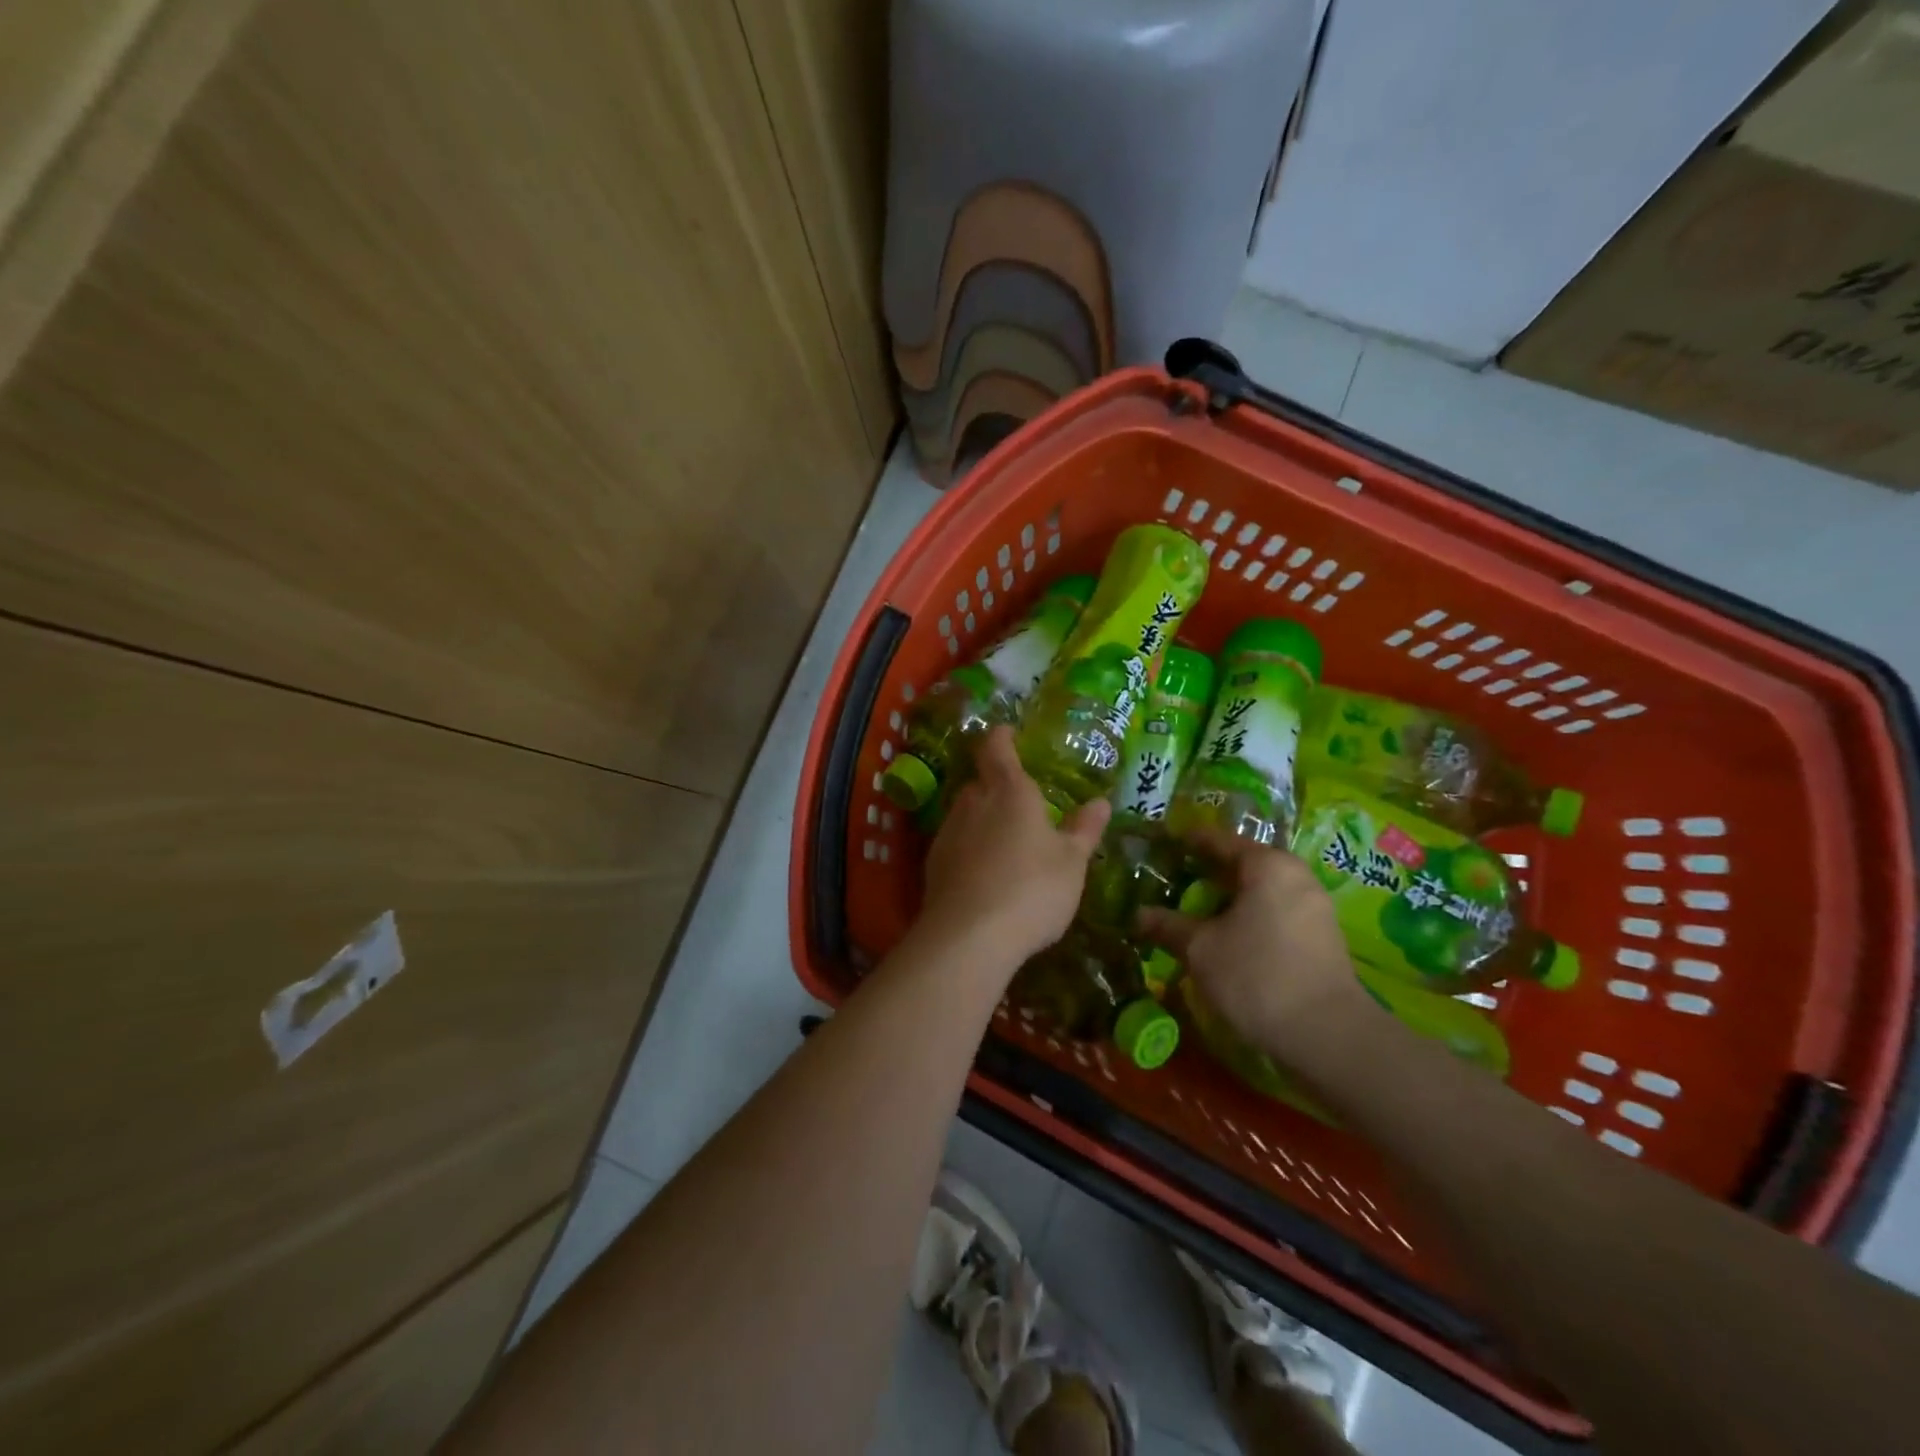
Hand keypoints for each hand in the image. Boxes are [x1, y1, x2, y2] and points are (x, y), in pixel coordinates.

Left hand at [918, 726, 1109, 969]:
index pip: (997, 749)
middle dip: (996, 787)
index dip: (1002, 738)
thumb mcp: (1071, 862)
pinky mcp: (933, 865)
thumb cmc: (1032, 889)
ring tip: (1005, 843)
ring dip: (982, 821)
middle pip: (980, 783)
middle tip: (1019, 803)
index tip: (1008, 733)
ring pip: (965, 814)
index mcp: (1010, 792)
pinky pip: (955, 844)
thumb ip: (1084, 830)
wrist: (969, 937)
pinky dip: (969, 850)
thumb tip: (1101, 802)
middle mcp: (973, 803)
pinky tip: (984, 874)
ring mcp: (948, 833)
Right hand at [1136, 828, 1375, 1065]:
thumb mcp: (1200, 949)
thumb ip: (1168, 925)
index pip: (1217, 840)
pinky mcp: (1322, 938)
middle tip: (1170, 882)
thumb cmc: (1257, 976)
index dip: (1185, 842)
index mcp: (1267, 865)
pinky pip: (1275, 913)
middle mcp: (1295, 875)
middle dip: (1205, 873)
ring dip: (1227, 900)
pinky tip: (1225, 938)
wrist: (1328, 1037)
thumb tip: (1138, 914)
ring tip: (1193, 912)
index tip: (1160, 845)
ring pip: (1259, 891)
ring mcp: (1314, 906)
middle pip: (1241, 864)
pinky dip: (1248, 918)